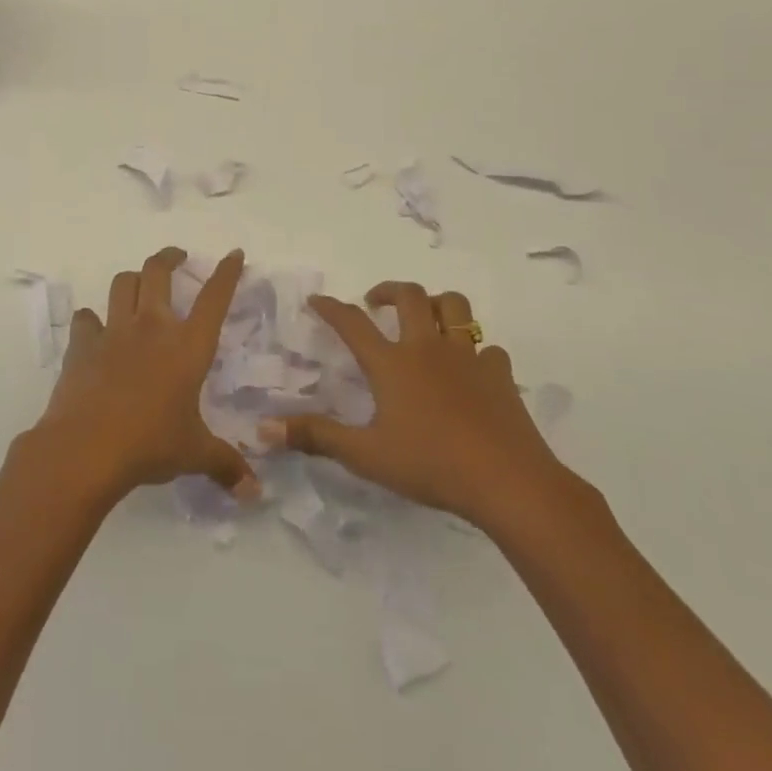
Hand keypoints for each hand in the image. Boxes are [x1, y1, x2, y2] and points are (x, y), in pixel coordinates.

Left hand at [28, 247, 258, 507]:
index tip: (233, 254)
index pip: (214, 298)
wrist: (86, 448)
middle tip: (177, 256)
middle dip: (170, 257)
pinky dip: (92, 320)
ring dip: (132, 279)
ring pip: (122, 284)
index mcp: (187, 346)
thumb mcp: (194, 454)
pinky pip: (86, 318)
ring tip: (138, 285)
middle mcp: (152, 327)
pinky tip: (94, 330)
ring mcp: (114, 331)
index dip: (226, 273)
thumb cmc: (150, 444)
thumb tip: (254, 493)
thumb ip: (226, 465)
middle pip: (158, 272)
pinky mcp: (82, 344)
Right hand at [260, 282, 570, 533]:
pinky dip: (476, 350)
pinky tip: (472, 368)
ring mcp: (468, 357)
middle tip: (375, 300)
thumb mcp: (366, 455)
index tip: (318, 300)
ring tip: (425, 316)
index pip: (353, 323)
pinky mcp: (500, 374)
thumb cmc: (431, 465)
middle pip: (409, 297)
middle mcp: (428, 348)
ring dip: (436, 303)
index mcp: (392, 363)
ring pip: (455, 307)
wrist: (507, 481)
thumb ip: (316, 437)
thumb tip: (264, 427)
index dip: (332, 308)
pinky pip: (488, 348)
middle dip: (388, 290)